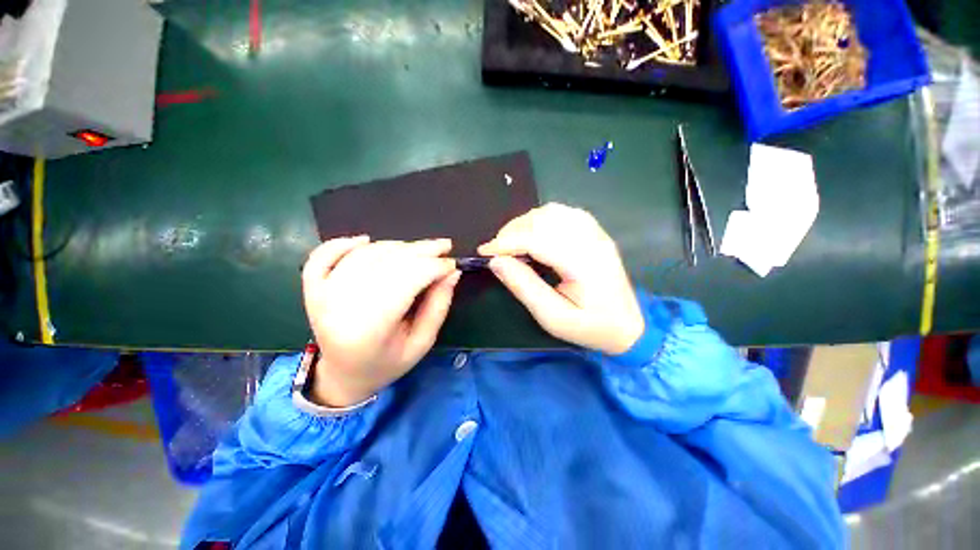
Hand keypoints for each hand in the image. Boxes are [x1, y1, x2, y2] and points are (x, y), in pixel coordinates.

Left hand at [301, 237, 459, 406]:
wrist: (344, 376)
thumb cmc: (388, 363)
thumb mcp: (422, 342)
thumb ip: (439, 305)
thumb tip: (452, 272)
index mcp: (371, 329)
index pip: (406, 281)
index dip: (433, 267)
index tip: (452, 263)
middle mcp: (341, 307)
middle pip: (386, 263)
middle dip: (421, 251)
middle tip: (443, 246)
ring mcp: (321, 295)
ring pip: (364, 255)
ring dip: (396, 246)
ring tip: (418, 251)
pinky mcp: (312, 289)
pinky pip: (323, 255)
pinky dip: (343, 243)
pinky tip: (365, 240)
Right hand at [479, 203, 644, 354]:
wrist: (629, 325)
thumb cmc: (590, 327)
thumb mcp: (553, 318)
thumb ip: (524, 287)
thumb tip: (496, 262)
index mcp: (583, 264)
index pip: (537, 239)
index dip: (506, 242)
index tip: (484, 252)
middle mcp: (591, 240)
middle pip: (543, 220)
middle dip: (512, 231)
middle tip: (496, 251)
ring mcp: (596, 233)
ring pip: (552, 212)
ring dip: (525, 223)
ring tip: (511, 242)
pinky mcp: (595, 232)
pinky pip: (564, 213)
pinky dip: (541, 219)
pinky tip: (533, 234)